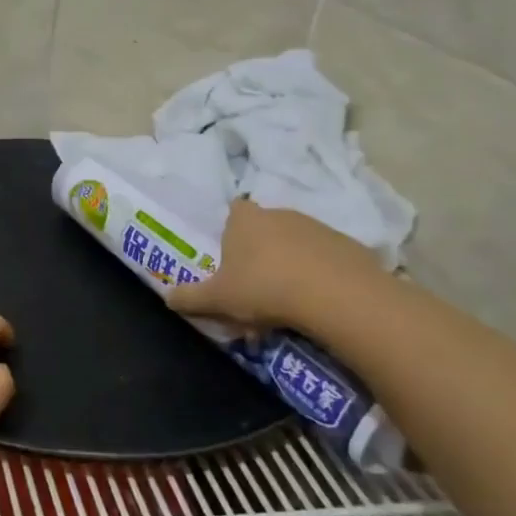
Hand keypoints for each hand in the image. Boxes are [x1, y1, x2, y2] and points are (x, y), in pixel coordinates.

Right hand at [166, 201, 385, 331]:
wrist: (337, 295)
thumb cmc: (264, 288)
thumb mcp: (217, 299)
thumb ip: (189, 298)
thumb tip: (167, 297)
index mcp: (245, 220)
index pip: (234, 211)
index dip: (231, 231)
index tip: (231, 258)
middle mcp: (280, 214)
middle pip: (264, 229)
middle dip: (259, 254)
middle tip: (255, 290)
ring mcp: (317, 227)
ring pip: (295, 244)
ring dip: (289, 266)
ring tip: (286, 305)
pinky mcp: (348, 245)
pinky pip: (325, 258)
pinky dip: (319, 276)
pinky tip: (316, 303)